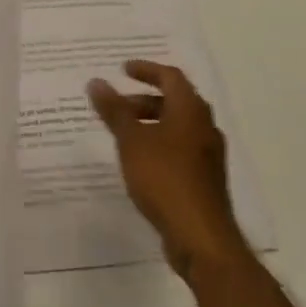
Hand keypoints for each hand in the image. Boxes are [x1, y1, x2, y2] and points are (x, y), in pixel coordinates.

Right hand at [88, 61, 248, 280]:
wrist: (200, 236)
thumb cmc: (164, 178)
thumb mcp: (132, 141)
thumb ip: (114, 110)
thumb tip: (96, 81)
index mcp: (191, 110)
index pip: (170, 76)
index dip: (146, 70)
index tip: (122, 70)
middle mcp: (204, 126)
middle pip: (175, 101)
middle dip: (145, 99)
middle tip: (118, 104)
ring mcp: (208, 154)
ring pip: (178, 126)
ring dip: (152, 123)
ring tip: (124, 133)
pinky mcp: (205, 179)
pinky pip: (180, 149)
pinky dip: (160, 144)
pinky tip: (140, 162)